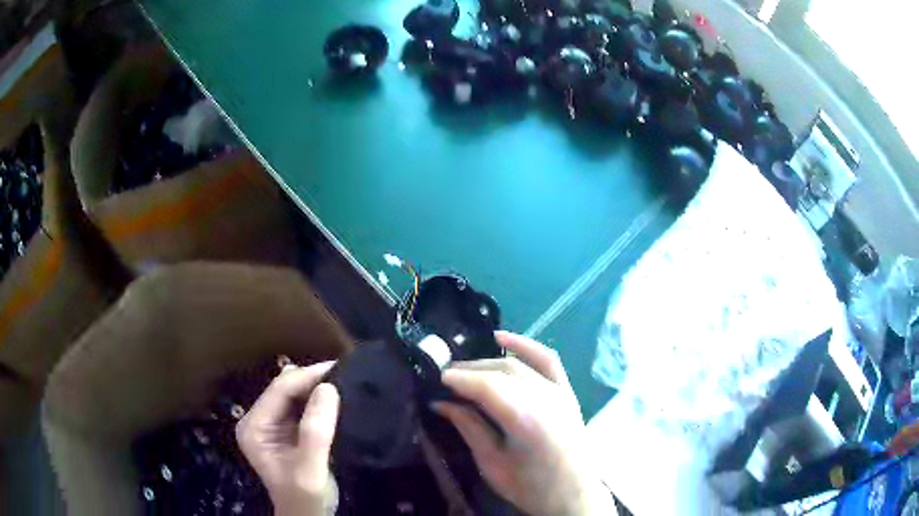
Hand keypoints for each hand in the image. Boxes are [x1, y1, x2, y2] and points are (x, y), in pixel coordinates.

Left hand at [236, 361, 339, 515]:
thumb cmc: (306, 499)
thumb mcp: (311, 471)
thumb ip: (315, 433)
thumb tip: (328, 388)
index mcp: (254, 427)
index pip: (279, 390)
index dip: (308, 376)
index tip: (340, 368)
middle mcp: (258, 420)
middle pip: (285, 388)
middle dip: (313, 380)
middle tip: (347, 375)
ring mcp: (271, 425)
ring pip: (294, 394)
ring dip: (317, 389)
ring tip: (345, 383)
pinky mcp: (286, 430)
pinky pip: (301, 406)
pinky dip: (318, 401)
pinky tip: (336, 400)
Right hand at [435, 332, 614, 515]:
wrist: (574, 494)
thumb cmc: (531, 487)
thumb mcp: (492, 464)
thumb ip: (469, 428)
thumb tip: (441, 403)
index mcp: (527, 419)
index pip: (486, 385)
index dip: (458, 378)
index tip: (435, 379)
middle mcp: (546, 397)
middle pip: (501, 370)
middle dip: (469, 370)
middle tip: (444, 378)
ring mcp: (560, 391)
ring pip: (518, 363)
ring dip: (488, 361)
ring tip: (464, 368)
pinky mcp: (567, 391)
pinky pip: (547, 359)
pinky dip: (525, 344)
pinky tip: (502, 337)